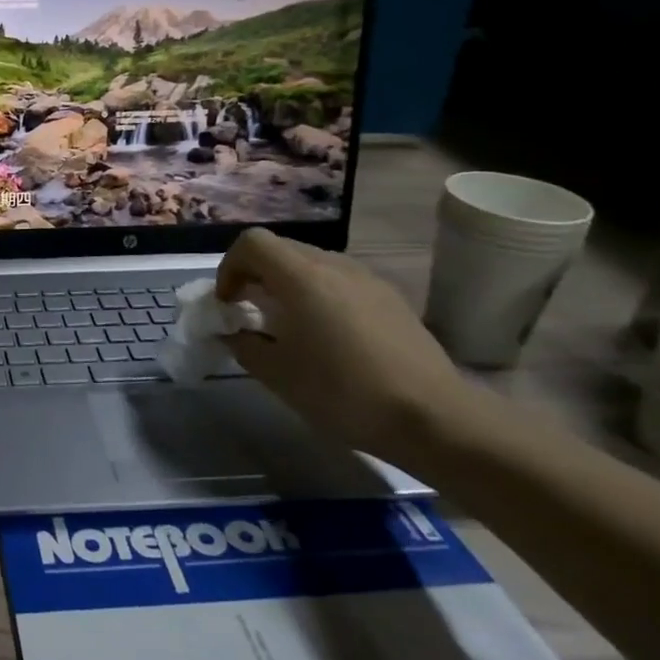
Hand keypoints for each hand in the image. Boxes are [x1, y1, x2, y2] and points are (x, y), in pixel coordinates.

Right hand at [215, 229, 468, 463]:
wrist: (432, 416)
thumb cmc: (343, 392)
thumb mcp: (277, 374)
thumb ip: (243, 345)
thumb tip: (230, 334)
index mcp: (302, 277)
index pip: (251, 243)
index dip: (229, 267)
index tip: (227, 303)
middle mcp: (334, 266)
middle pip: (281, 249)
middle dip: (255, 274)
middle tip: (248, 312)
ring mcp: (367, 279)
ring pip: (312, 263)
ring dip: (287, 284)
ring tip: (287, 325)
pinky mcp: (390, 297)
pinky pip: (340, 281)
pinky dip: (318, 294)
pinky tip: (327, 336)